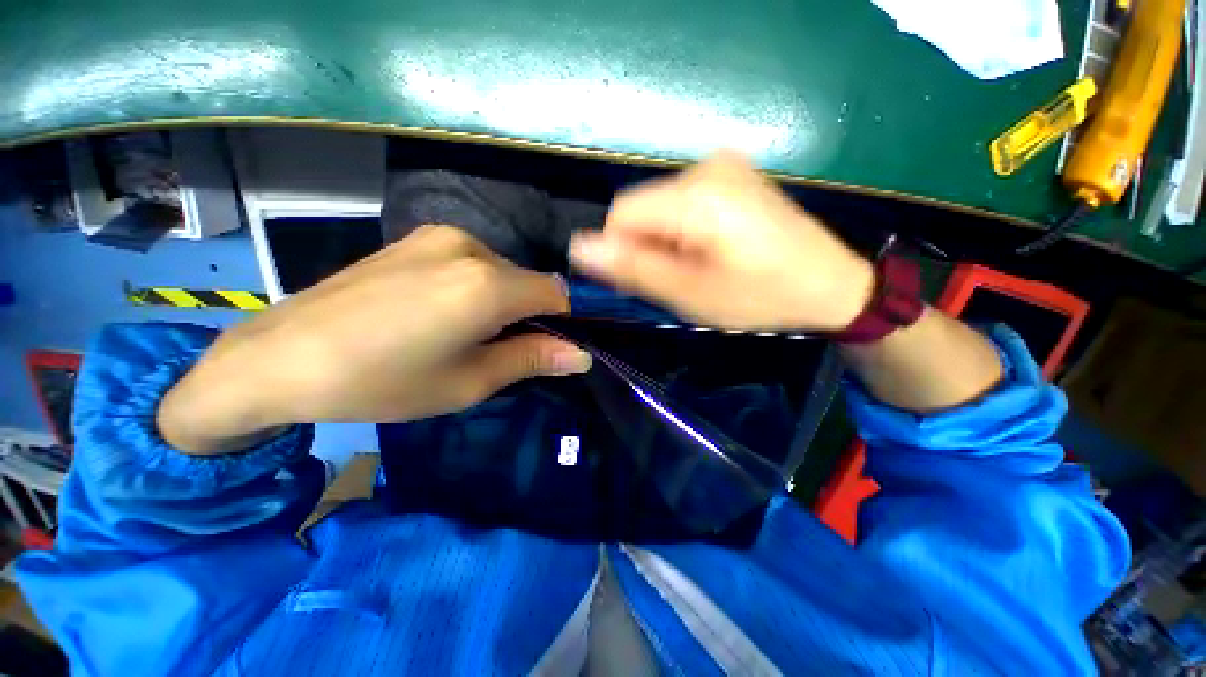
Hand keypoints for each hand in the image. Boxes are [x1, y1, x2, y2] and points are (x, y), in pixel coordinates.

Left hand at [158, 226, 591, 453]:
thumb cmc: (381, 382)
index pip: (556, 294)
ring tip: (459, 333)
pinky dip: (475, 286)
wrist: (278, 357)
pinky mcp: (416, 238)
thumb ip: (532, 359)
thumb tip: (582, 355)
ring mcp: (440, 236)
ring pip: (502, 271)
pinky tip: (435, 312)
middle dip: (528, 314)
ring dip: (501, 301)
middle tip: (494, 351)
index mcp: (488, 285)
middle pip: (529, 282)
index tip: (543, 350)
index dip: (560, 323)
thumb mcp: (468, 382)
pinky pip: (472, 262)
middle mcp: (471, 247)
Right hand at [569, 151, 873, 331]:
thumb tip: (579, 248)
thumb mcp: (691, 293)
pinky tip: (707, 252)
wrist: (832, 286)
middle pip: (641, 208)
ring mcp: (723, 166)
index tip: (644, 282)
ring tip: (695, 269)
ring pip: (660, 208)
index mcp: (698, 194)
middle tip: (675, 281)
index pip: (621, 212)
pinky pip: (682, 204)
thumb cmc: (761, 298)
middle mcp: (707, 166)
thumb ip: (634, 269)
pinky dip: (681, 232)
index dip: (621, 250)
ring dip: (663, 242)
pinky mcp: (732, 177)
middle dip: (646, 247)